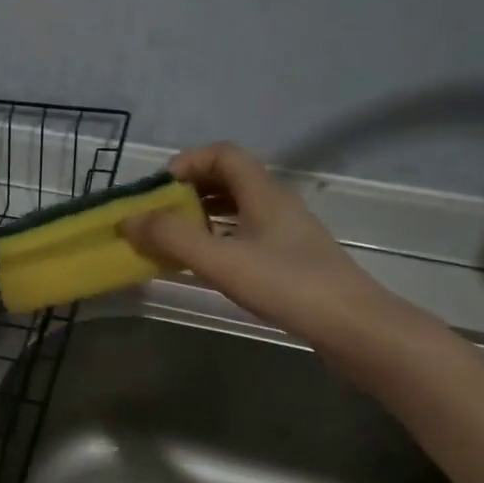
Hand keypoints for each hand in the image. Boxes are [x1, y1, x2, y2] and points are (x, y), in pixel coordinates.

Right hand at [120, 142, 388, 338]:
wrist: (356, 329)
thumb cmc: (287, 285)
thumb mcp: (221, 260)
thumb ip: (172, 238)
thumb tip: (127, 220)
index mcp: (263, 192)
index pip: (223, 154)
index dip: (188, 162)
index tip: (159, 190)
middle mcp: (275, 204)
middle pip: (228, 178)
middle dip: (189, 190)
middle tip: (160, 215)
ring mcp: (286, 232)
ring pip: (237, 207)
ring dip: (202, 215)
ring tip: (175, 239)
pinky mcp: (290, 259)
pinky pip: (245, 233)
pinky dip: (218, 238)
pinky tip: (206, 264)